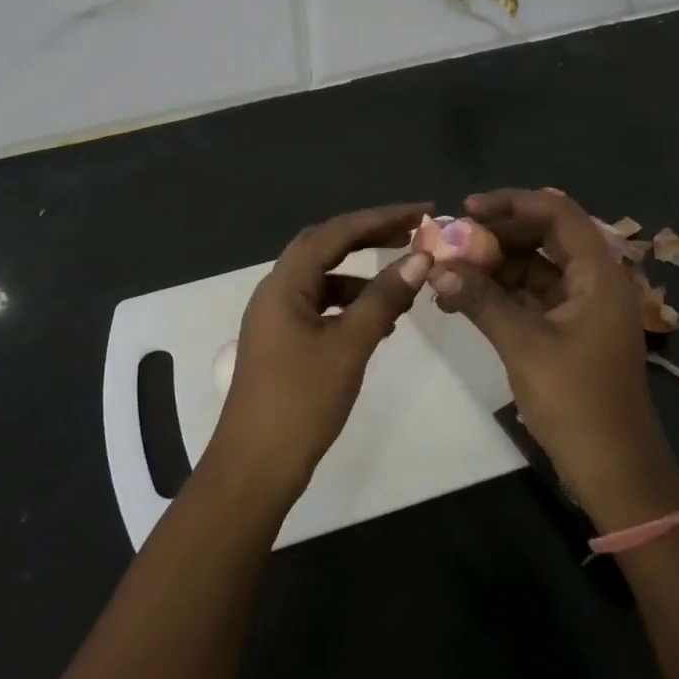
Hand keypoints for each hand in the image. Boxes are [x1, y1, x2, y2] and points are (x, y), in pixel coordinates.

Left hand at [208, 203, 434, 511]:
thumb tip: (420, 258)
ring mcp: (277, 317)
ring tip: (404, 288)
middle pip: (325, 247)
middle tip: (413, 234)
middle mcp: (276, 290)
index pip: (336, 232)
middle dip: (369, 237)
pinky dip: (350, 306)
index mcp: (285, 283)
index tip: (422, 213)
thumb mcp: (350, 345)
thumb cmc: (301, 400)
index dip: (381, 217)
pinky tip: (380, 325)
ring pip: (323, 280)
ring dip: (361, 277)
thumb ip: (384, 298)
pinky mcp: (283, 342)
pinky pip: (320, 308)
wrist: (256, 465)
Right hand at [431, 188, 678, 528]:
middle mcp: (593, 280)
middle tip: (450, 243)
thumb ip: (481, 300)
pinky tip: (464, 300)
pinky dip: (500, 293)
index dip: (511, 203)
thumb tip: (437, 267)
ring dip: (494, 266)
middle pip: (544, 236)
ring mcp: (581, 306)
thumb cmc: (578, 402)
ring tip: (448, 274)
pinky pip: (531, 295)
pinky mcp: (569, 330)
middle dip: (496, 235)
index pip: (556, 212)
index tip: (466, 211)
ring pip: (534, 266)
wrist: (615, 470)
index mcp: (598, 273)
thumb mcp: (524, 345)